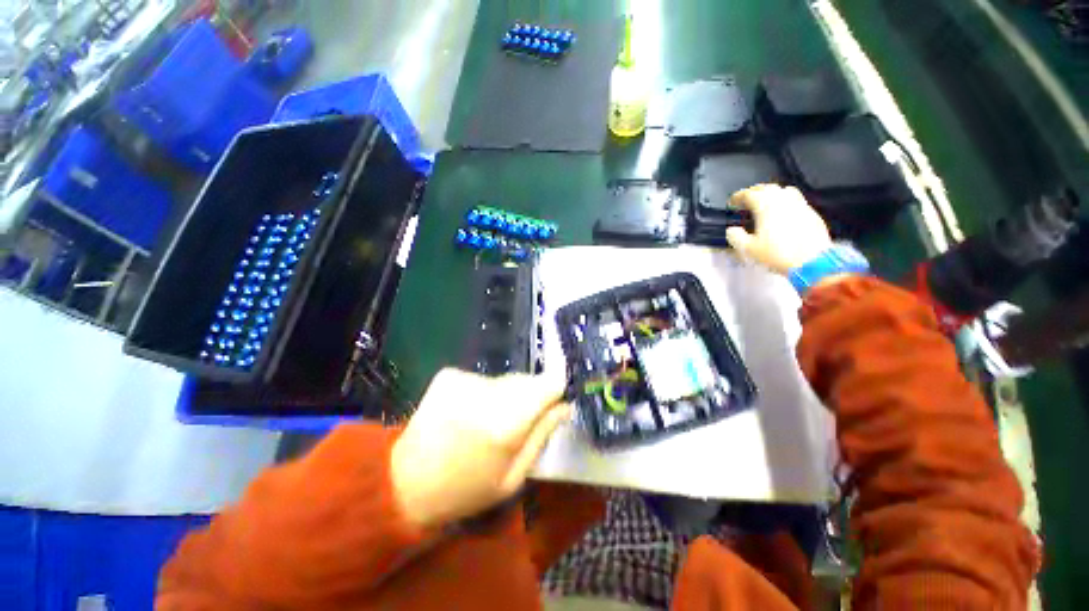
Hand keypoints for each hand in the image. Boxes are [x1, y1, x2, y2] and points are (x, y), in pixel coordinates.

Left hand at [391, 368, 570, 529]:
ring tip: (487, 422)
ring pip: (505, 380)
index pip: (549, 383)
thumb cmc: (465, 489)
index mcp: (506, 423)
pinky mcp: (449, 375)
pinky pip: (482, 379)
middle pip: (527, 379)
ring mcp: (465, 380)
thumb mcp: (513, 477)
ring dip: (505, 396)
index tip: (555, 400)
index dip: (556, 388)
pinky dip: (483, 392)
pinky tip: (467, 413)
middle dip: (530, 397)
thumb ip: (542, 436)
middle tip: (514, 424)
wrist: (403, 482)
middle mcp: (487, 392)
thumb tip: (565, 405)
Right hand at [724, 184, 832, 274]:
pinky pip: (796, 201)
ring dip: (771, 194)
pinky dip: (785, 203)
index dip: (737, 197)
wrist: (813, 261)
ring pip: (783, 191)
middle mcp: (783, 199)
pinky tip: (782, 215)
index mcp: (765, 205)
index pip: (748, 194)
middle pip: (766, 188)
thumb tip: (732, 230)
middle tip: (746, 202)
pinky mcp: (811, 213)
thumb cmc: (777, 254)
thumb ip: (735, 237)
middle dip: (754, 192)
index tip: (732, 204)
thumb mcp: (748, 249)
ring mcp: (800, 204)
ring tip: (765, 205)